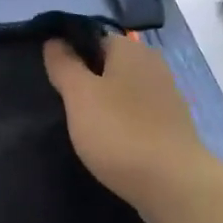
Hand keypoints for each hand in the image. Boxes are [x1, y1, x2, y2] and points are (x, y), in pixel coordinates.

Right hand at [44, 34, 219, 222]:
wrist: (172, 184)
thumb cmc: (119, 132)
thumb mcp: (79, 95)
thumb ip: (64, 65)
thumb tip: (54, 40)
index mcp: (131, 50)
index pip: (93, 38)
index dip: (69, 53)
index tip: (50, 77)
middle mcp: (152, 66)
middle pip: (108, 65)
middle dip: (84, 80)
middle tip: (60, 103)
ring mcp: (165, 97)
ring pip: (121, 91)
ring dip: (100, 104)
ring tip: (78, 125)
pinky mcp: (169, 126)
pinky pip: (134, 114)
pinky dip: (118, 123)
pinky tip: (105, 142)